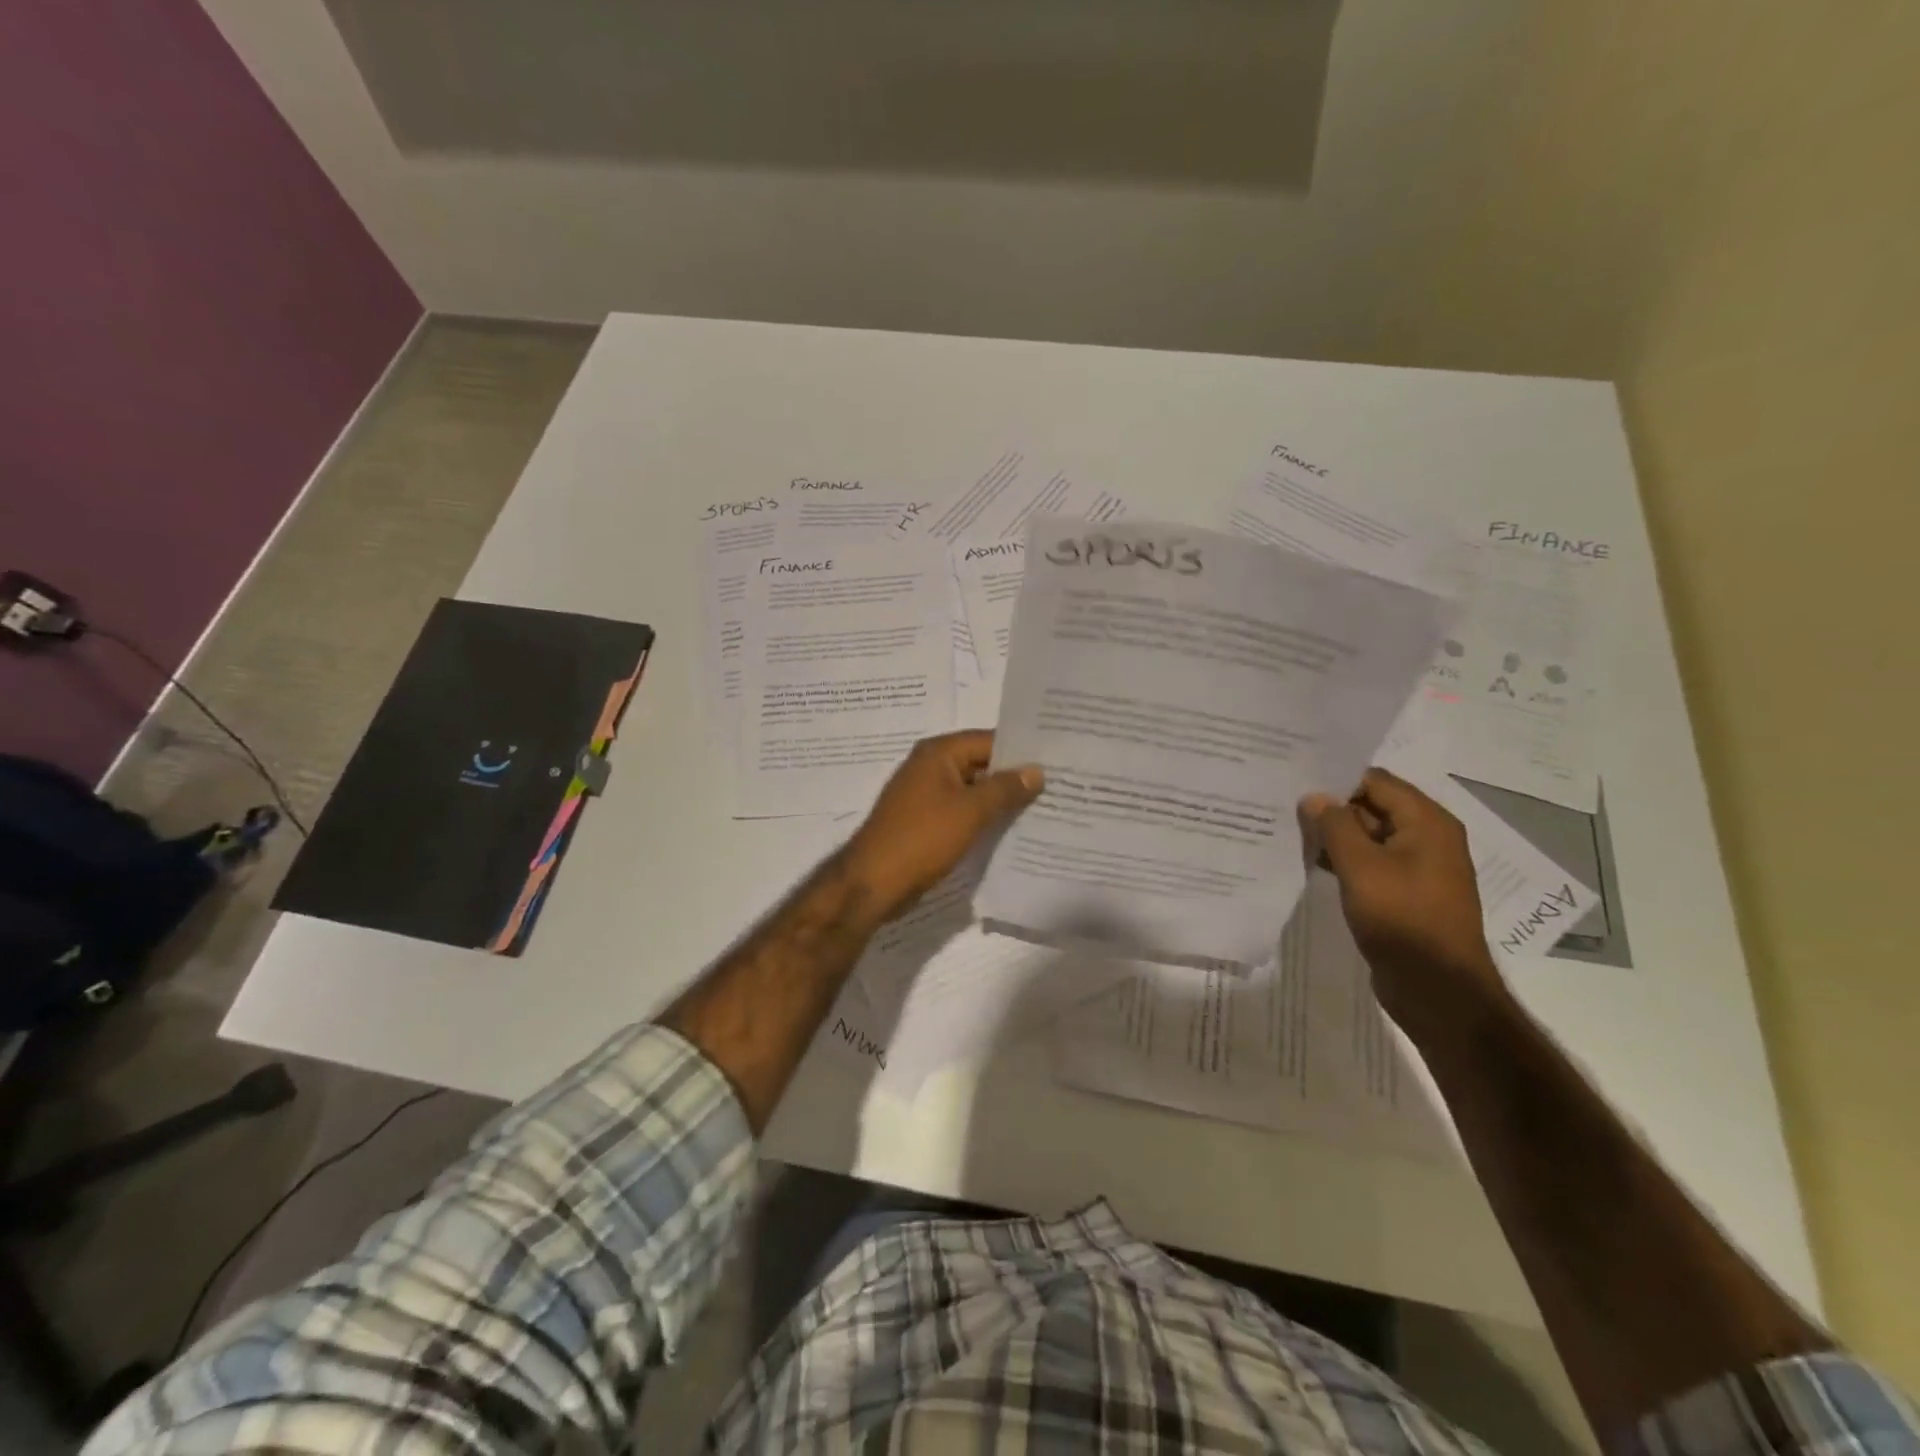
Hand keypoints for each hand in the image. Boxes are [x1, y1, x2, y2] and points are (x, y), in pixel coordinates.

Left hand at [842, 731, 1042, 919]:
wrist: (873, 882)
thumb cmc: (922, 838)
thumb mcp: (971, 811)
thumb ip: (1006, 788)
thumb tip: (1036, 771)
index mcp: (938, 753)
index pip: (989, 740)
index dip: (1022, 750)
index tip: (1056, 760)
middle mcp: (930, 766)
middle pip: (981, 763)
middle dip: (1014, 776)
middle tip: (1057, 785)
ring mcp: (926, 795)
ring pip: (973, 790)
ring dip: (1000, 800)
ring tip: (1042, 808)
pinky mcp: (925, 821)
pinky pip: (961, 811)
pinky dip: (983, 817)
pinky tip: (1011, 829)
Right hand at [1300, 767, 1504, 1032]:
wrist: (1437, 989)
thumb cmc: (1402, 919)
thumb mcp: (1362, 867)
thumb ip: (1336, 826)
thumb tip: (1315, 797)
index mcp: (1427, 822)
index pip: (1376, 781)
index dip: (1336, 778)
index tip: (1295, 779)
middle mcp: (1427, 838)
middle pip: (1373, 806)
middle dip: (1332, 807)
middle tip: (1285, 805)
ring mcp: (1417, 868)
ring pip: (1369, 836)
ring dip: (1335, 835)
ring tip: (1290, 831)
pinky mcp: (1405, 893)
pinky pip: (1371, 863)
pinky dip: (1344, 860)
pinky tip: (1311, 863)